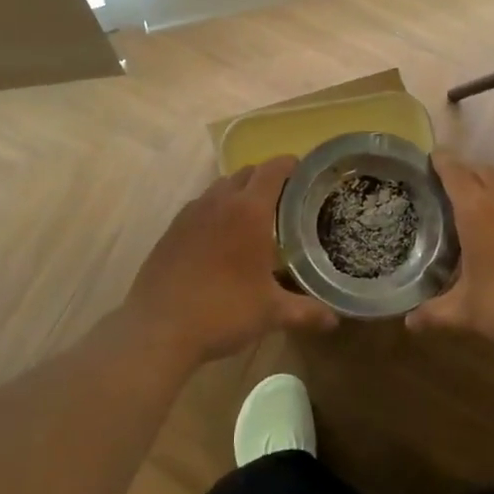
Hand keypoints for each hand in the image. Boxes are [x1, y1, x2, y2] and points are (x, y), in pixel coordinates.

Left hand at [120, 157, 335, 367]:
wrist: (159, 327)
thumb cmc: (223, 311)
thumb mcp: (271, 313)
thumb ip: (306, 311)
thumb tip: (335, 319)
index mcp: (249, 211)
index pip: (273, 170)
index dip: (290, 165)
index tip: (304, 173)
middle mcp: (219, 202)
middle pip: (246, 173)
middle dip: (266, 178)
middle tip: (284, 199)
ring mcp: (191, 213)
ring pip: (220, 187)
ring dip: (238, 192)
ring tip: (252, 217)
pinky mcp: (171, 229)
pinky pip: (200, 206)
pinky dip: (215, 210)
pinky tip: (220, 238)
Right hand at [408, 156, 493, 364]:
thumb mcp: (467, 312)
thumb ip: (434, 313)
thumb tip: (408, 323)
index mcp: (477, 210)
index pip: (455, 172)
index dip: (441, 162)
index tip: (429, 158)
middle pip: (483, 171)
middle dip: (465, 172)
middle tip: (446, 187)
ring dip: (489, 189)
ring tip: (474, 210)